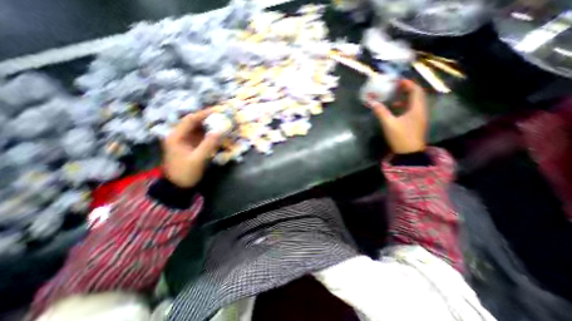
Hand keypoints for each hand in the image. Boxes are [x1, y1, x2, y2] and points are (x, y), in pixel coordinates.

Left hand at [165, 110, 222, 189]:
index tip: (218, 111)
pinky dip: (210, 134)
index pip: (191, 119)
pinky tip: (219, 134)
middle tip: (223, 117)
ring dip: (210, 126)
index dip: (204, 114)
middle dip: (209, 119)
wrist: (179, 186)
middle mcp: (179, 135)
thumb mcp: (198, 159)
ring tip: (223, 123)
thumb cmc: (185, 172)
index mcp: (176, 136)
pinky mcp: (191, 145)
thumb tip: (220, 131)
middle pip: (195, 122)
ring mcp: (186, 140)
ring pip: (199, 129)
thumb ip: (209, 144)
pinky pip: (202, 136)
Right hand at [369, 79, 425, 154]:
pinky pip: (412, 109)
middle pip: (416, 95)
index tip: (397, 80)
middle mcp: (420, 110)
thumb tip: (372, 102)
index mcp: (416, 108)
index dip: (407, 84)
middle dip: (406, 89)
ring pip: (414, 102)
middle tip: (395, 86)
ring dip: (405, 97)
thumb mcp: (389, 124)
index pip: (415, 90)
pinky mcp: (416, 123)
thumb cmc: (401, 137)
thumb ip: (381, 112)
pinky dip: (404, 106)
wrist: (409, 153)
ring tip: (393, 97)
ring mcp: (419, 117)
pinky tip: (395, 109)